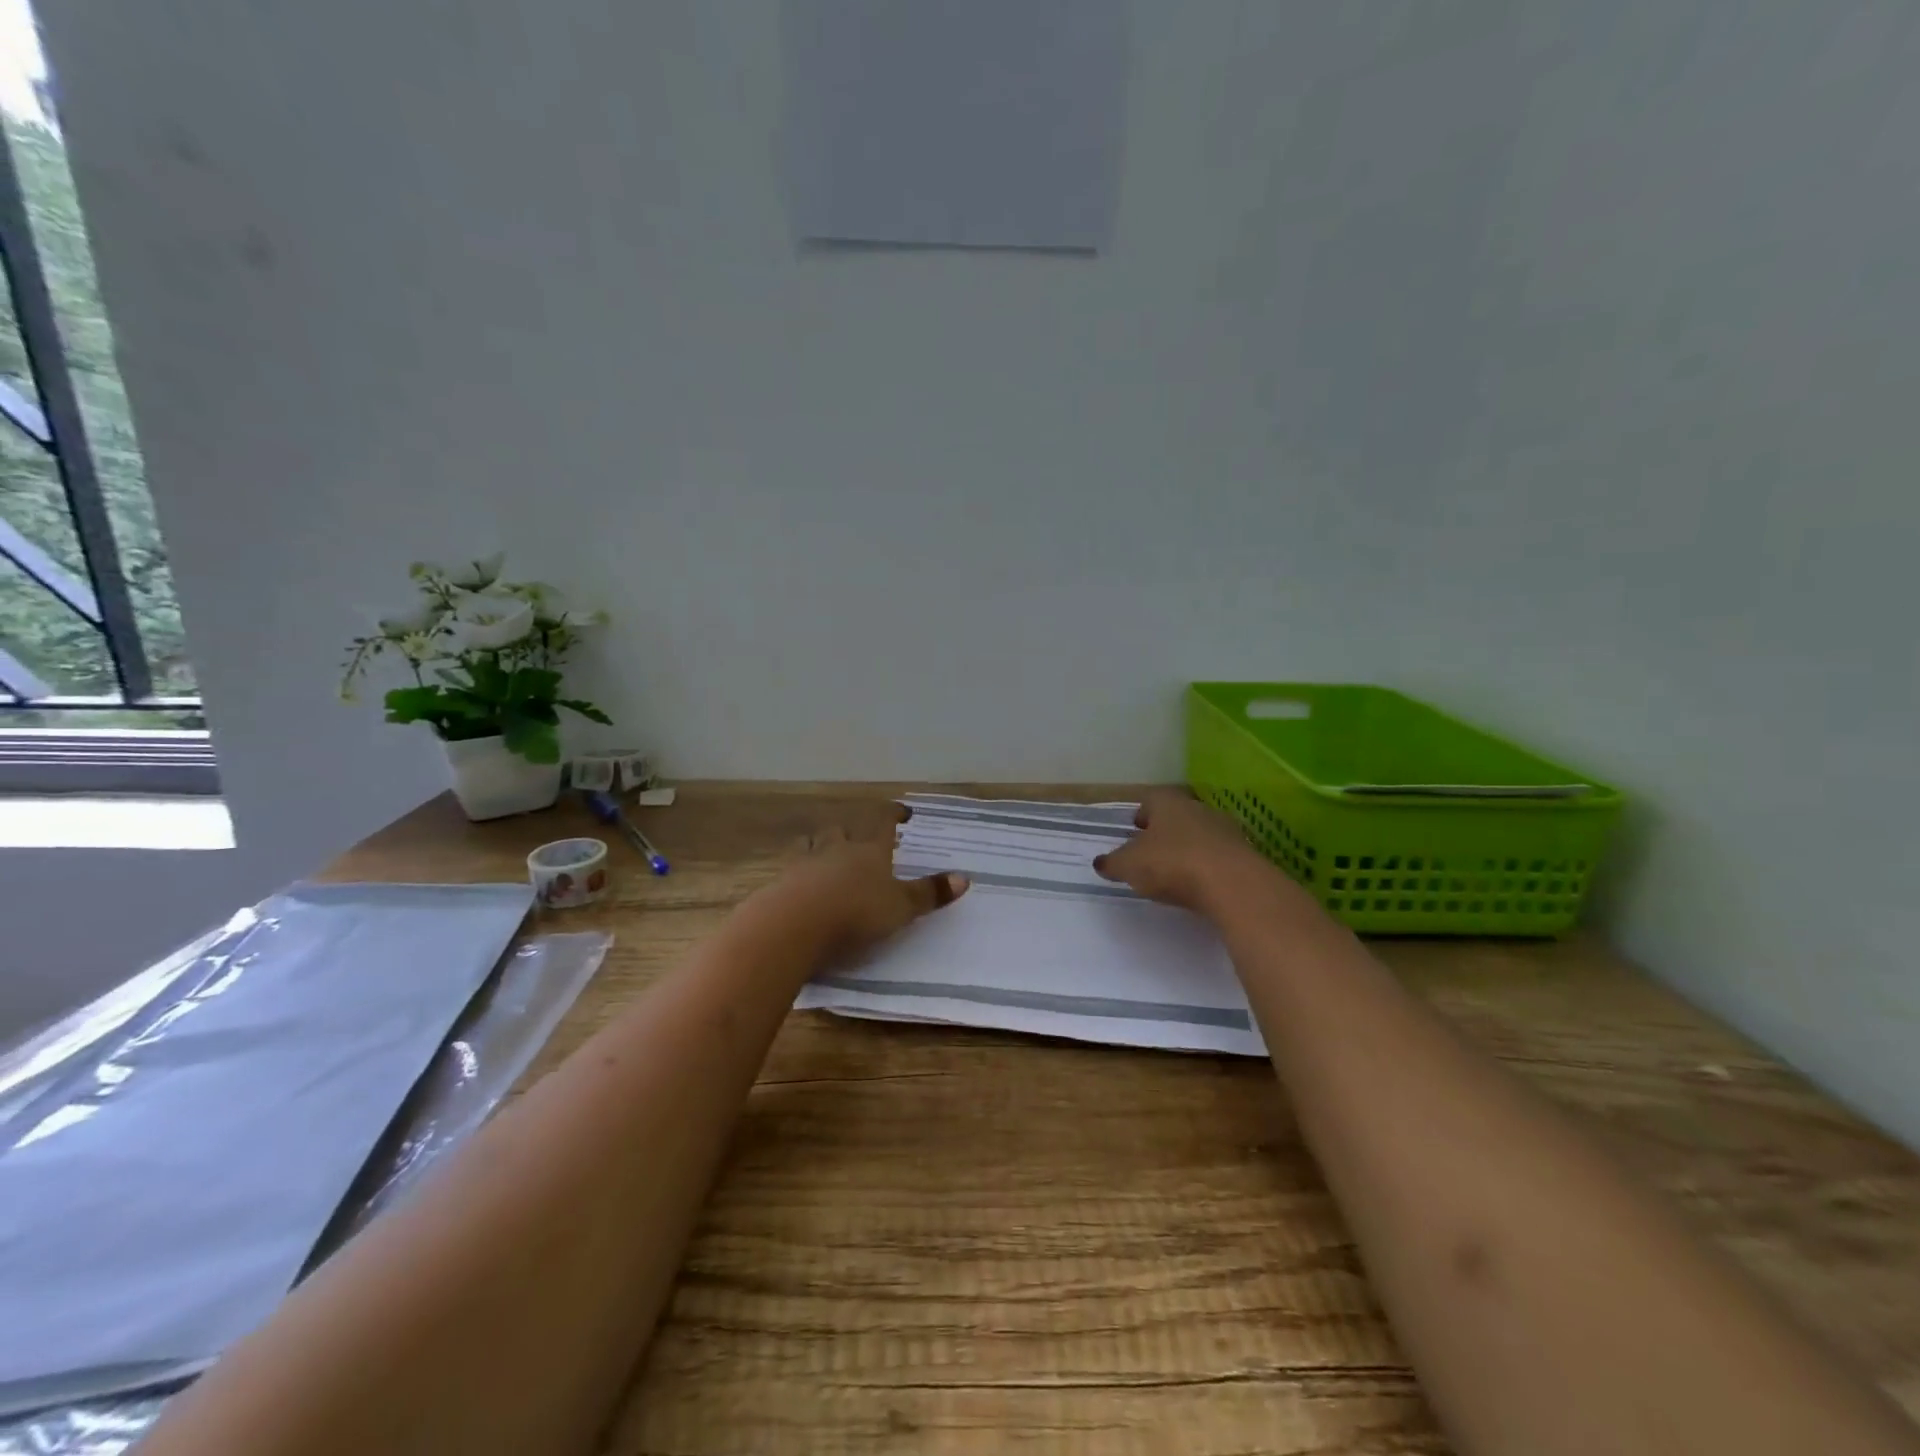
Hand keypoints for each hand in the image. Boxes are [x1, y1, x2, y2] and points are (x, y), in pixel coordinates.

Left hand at [763, 806, 969, 963]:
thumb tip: (965, 878)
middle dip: (852, 830)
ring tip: (823, 849)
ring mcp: (804, 864)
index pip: (882, 823)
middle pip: (843, 830)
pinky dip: (797, 871)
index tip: (901, 812)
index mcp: (869, 851)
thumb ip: (929, 894)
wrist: (794, 926)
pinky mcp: (780, 884)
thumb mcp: (901, 908)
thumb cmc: (856, 913)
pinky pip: (790, 869)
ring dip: (819, 844)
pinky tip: (798, 881)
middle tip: (859, 834)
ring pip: (812, 843)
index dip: (892, 815)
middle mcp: (836, 850)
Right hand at [1091, 789, 1271, 915]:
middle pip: (1177, 815)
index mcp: (1167, 802)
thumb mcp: (1129, 866)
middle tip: (1152, 852)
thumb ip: (1113, 863)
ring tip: (1176, 872)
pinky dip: (1208, 866)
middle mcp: (1197, 808)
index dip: (1140, 814)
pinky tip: (1200, 885)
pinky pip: (1219, 856)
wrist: (1233, 884)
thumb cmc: (1172, 864)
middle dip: (1164, 831)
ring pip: (1200, 834)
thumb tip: (1101, 862)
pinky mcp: (1245, 854)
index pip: (1150, 799)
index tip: (1134, 831)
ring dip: (1188, 848)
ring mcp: (1225, 829)